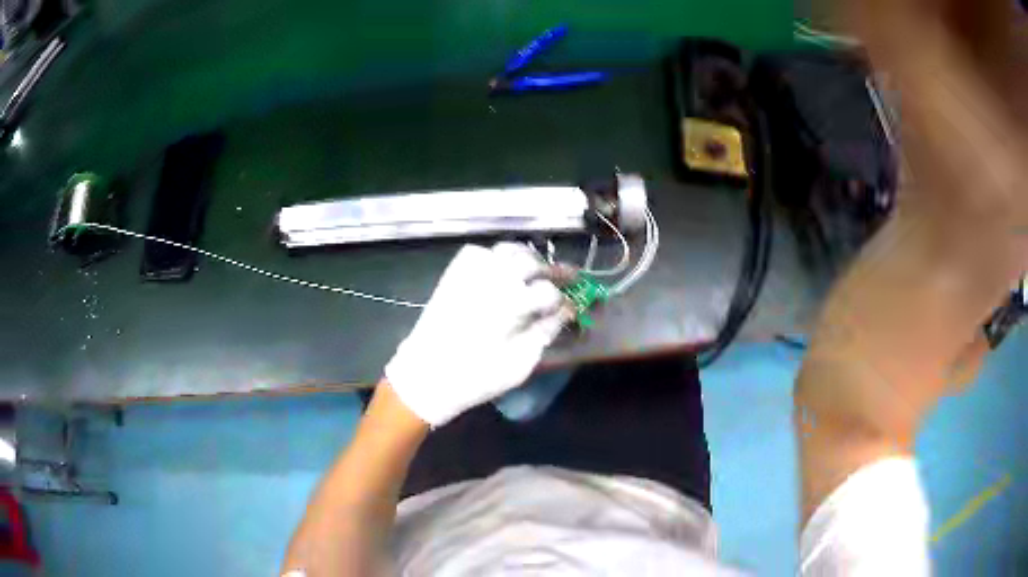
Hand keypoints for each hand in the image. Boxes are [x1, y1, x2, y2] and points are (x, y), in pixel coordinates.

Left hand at [385, 243, 568, 425]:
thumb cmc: (476, 376)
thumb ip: (545, 332)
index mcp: (512, 304)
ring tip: (536, 269)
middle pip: (531, 262)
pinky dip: (495, 256)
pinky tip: (501, 269)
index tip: (573, 308)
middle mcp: (493, 280)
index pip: (549, 292)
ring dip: (526, 257)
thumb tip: (565, 313)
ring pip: (506, 250)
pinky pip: (478, 252)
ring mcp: (471, 274)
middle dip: (553, 270)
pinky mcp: (454, 275)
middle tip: (567, 277)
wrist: (426, 375)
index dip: (564, 301)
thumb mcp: (520, 363)